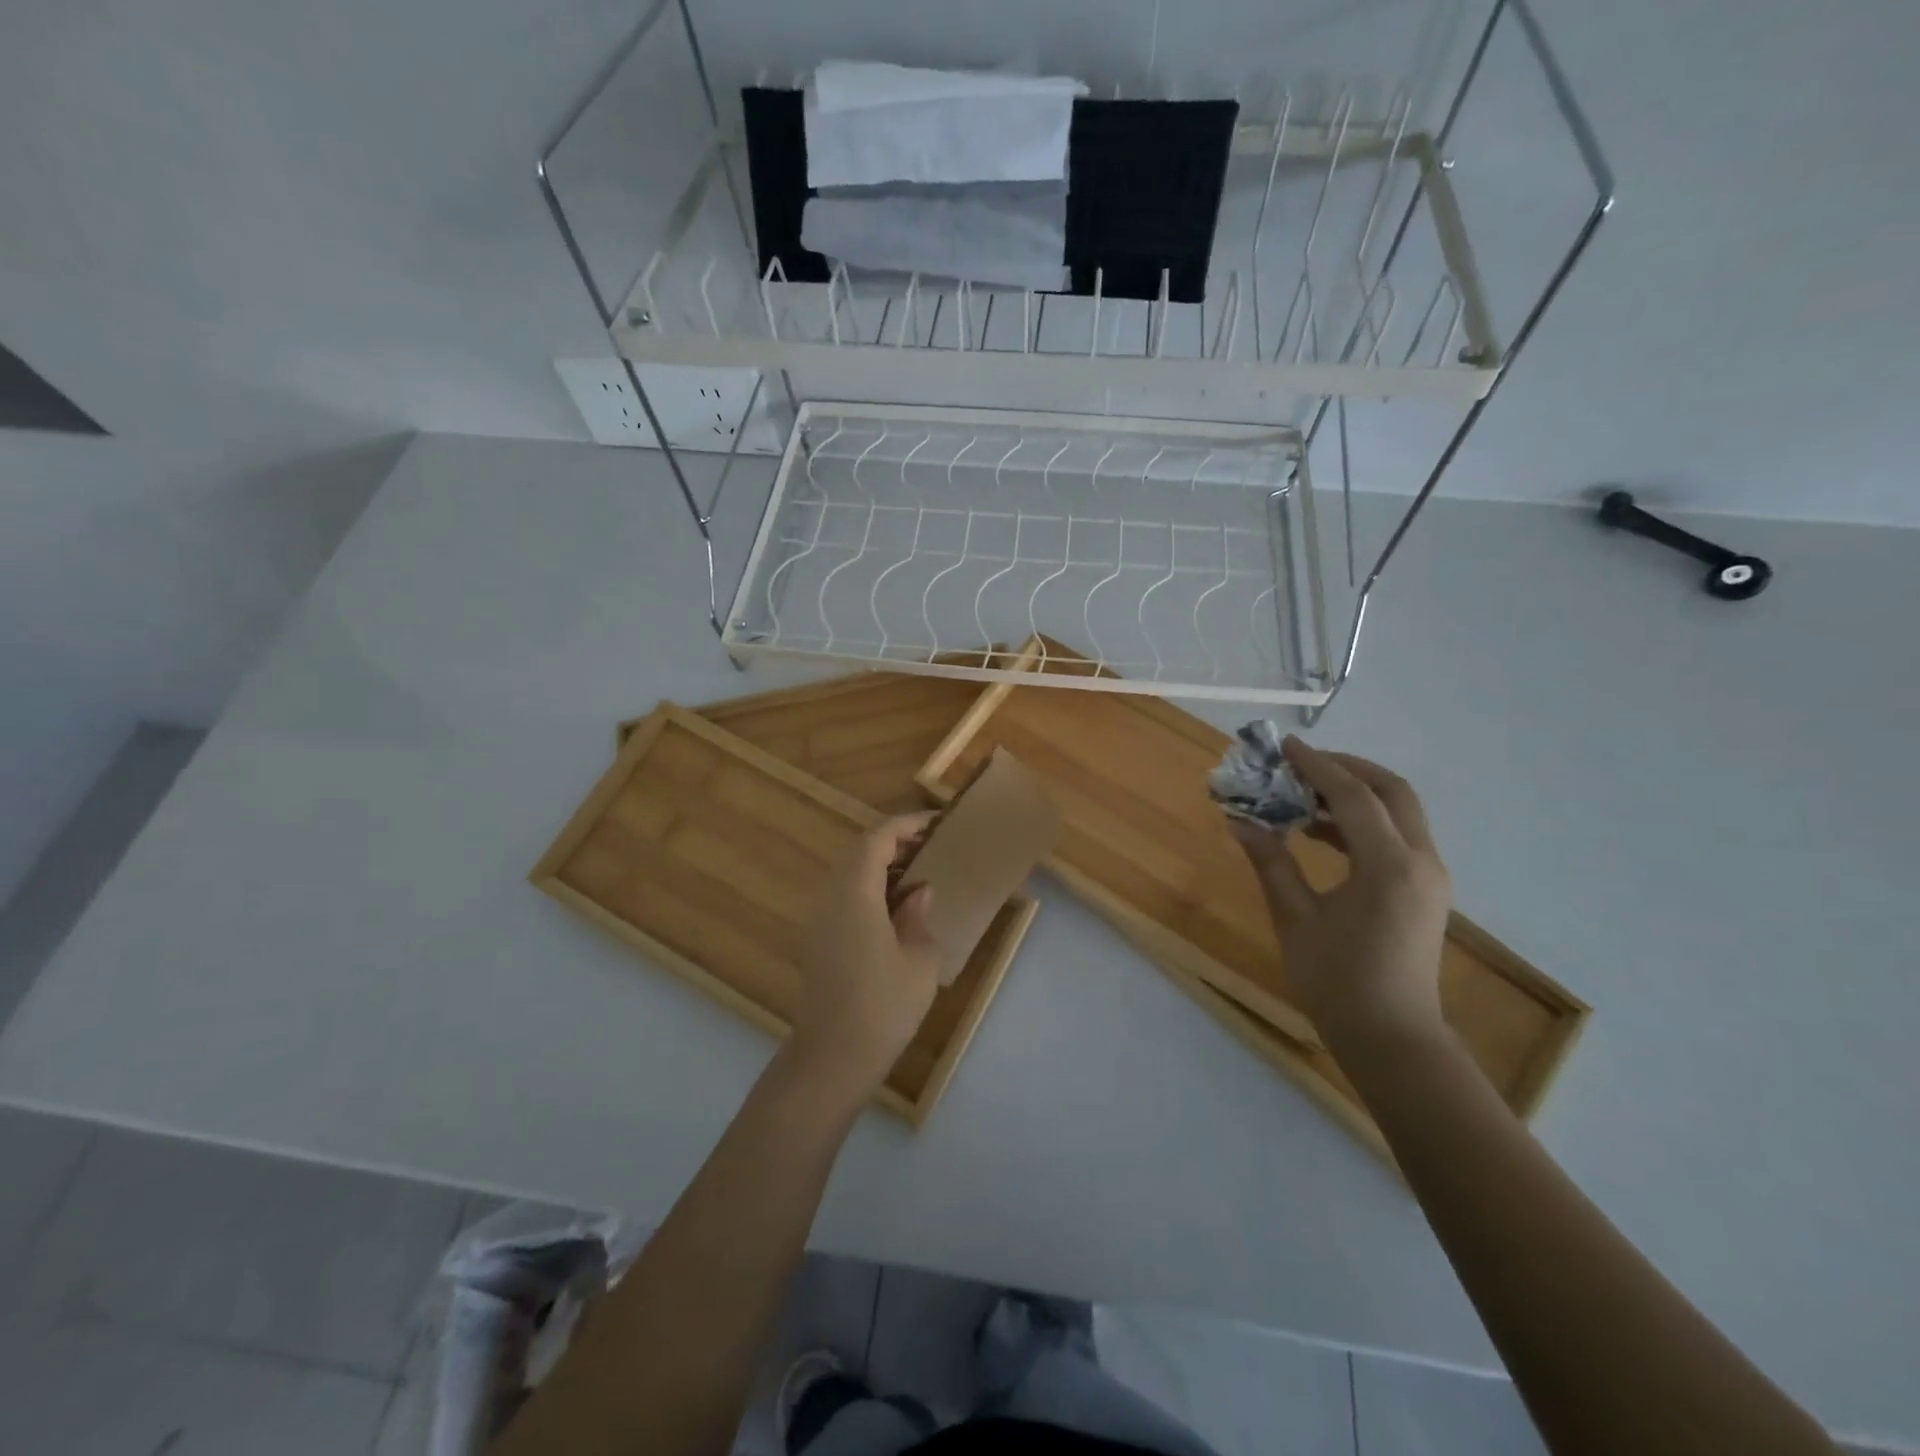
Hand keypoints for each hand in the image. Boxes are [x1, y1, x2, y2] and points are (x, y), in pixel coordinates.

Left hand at [789, 814, 941, 1099]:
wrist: (832, 1059)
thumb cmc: (883, 1006)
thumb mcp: (919, 959)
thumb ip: (919, 916)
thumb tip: (918, 892)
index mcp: (855, 894)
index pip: (876, 840)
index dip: (905, 825)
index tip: (935, 824)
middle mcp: (831, 898)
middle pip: (858, 853)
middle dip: (893, 843)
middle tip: (929, 848)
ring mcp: (819, 921)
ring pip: (849, 875)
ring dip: (880, 866)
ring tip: (918, 876)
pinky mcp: (818, 942)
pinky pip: (844, 898)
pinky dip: (870, 889)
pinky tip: (895, 910)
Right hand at [1230, 737, 1450, 1050]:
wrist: (1392, 1039)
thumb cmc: (1338, 982)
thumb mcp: (1295, 919)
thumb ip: (1271, 862)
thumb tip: (1239, 821)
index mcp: (1389, 866)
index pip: (1353, 795)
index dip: (1316, 765)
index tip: (1283, 747)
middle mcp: (1419, 861)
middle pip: (1391, 791)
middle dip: (1346, 768)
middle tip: (1300, 765)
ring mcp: (1428, 876)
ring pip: (1398, 812)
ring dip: (1354, 794)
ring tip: (1301, 795)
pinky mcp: (1424, 891)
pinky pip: (1396, 837)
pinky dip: (1361, 822)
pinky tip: (1319, 833)